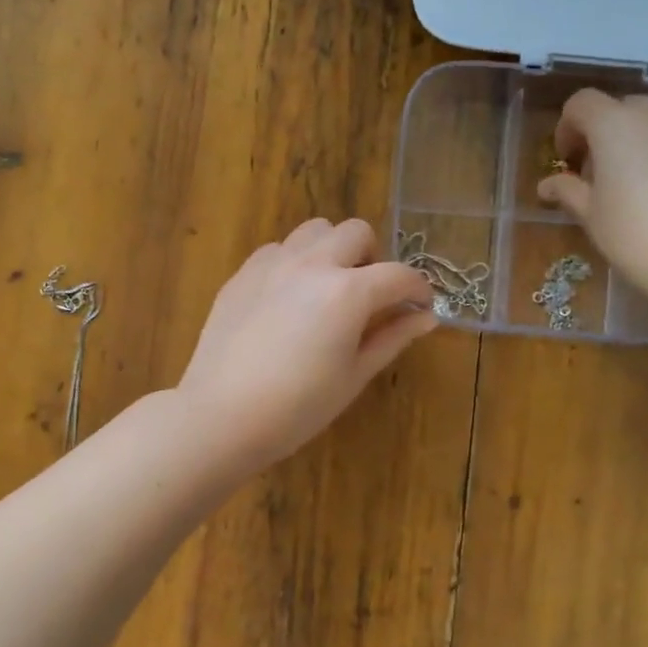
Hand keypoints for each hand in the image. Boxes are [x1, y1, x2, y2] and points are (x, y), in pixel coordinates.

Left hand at [176, 218, 435, 470]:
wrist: (222, 416)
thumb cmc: (298, 407)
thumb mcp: (354, 376)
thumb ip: (392, 338)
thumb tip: (425, 317)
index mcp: (348, 292)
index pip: (399, 275)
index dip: (419, 289)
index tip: (421, 306)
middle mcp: (312, 264)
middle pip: (356, 232)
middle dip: (373, 258)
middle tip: (370, 295)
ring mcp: (273, 264)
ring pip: (315, 230)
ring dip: (333, 250)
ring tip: (328, 288)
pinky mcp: (243, 274)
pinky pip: (278, 250)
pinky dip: (295, 262)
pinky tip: (289, 298)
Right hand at [537, 90, 647, 318]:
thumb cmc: (640, 241)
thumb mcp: (593, 220)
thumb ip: (568, 192)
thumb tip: (547, 185)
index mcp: (615, 127)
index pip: (581, 105)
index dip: (569, 128)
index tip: (570, 161)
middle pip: (626, 110)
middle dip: (612, 136)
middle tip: (611, 177)